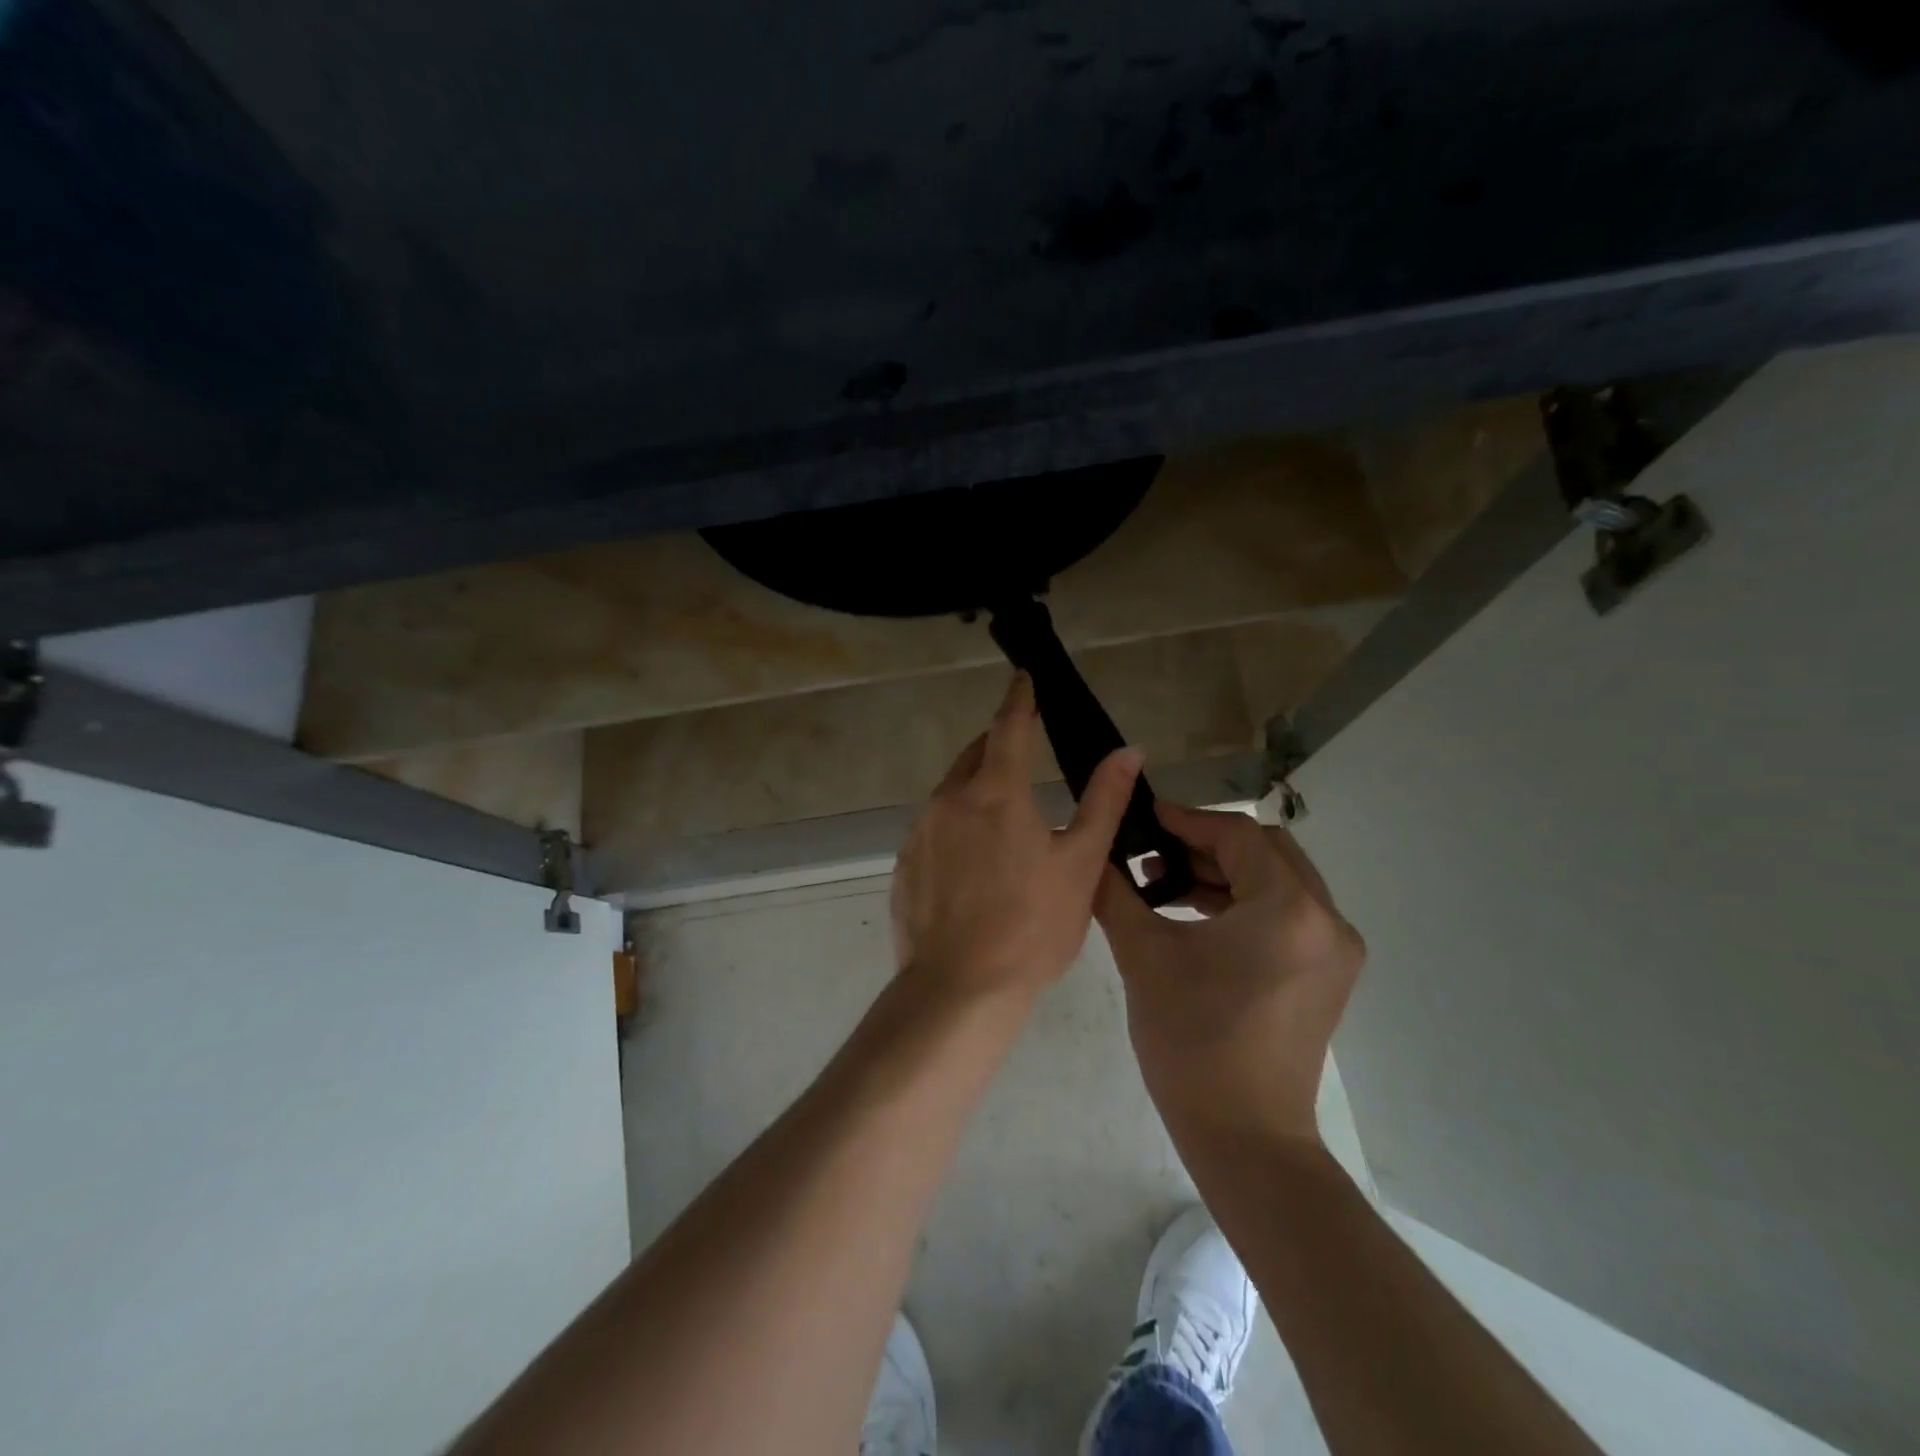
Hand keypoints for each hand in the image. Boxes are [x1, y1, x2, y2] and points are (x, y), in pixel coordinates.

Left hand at [891, 673, 1142, 1003]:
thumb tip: (1128, 751)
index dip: (1019, 699)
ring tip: (1003, 821)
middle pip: (975, 756)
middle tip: (1023, 755)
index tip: (1023, 677)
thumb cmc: (1032, 926)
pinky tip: (972, 865)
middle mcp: (949, 800)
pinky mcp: (903, 864)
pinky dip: (955, 827)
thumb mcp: (1081, 864)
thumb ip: (1103, 801)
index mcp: (995, 792)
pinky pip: (933, 829)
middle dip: (998, 745)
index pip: (1008, 726)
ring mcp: (919, 832)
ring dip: (976, 790)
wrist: (959, 989)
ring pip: (951, 792)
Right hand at [1095, 802, 1364, 1143]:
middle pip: (1266, 851)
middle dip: (1208, 845)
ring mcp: (1335, 950)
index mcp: (1289, 908)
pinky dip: (1244, 903)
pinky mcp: (1328, 975)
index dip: (1187, 821)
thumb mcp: (1144, 955)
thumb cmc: (1192, 1041)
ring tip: (1167, 886)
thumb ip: (1115, 892)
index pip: (1237, 836)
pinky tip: (1197, 917)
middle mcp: (1327, 920)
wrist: (1243, 1137)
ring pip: (1278, 881)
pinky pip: (1287, 914)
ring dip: (1225, 874)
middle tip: (1155, 853)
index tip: (1145, 817)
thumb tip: (1093, 853)